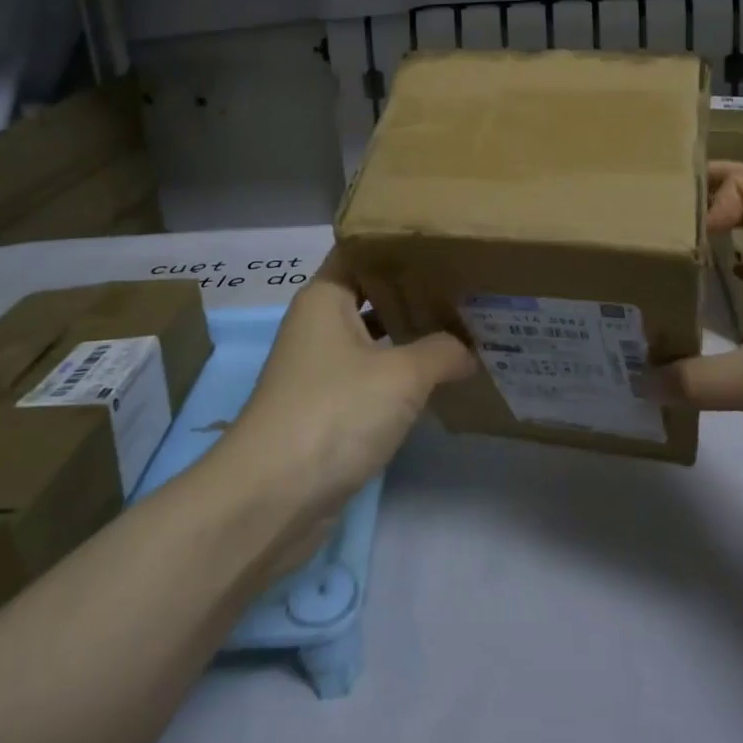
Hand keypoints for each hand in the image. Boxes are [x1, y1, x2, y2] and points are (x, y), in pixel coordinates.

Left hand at [226, 253, 474, 512]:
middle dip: (415, 291)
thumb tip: (471, 349)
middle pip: (371, 294)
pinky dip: (400, 375)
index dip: (400, 245)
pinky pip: (371, 377)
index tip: (445, 243)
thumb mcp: (402, 375)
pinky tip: (438, 379)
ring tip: (463, 326)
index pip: (363, 251)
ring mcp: (321, 370)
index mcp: (326, 298)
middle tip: (466, 285)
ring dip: (411, 335)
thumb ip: (443, 351)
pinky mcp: (327, 410)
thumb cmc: (334, 412)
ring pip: (373, 338)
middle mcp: (319, 325)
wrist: (272, 499)